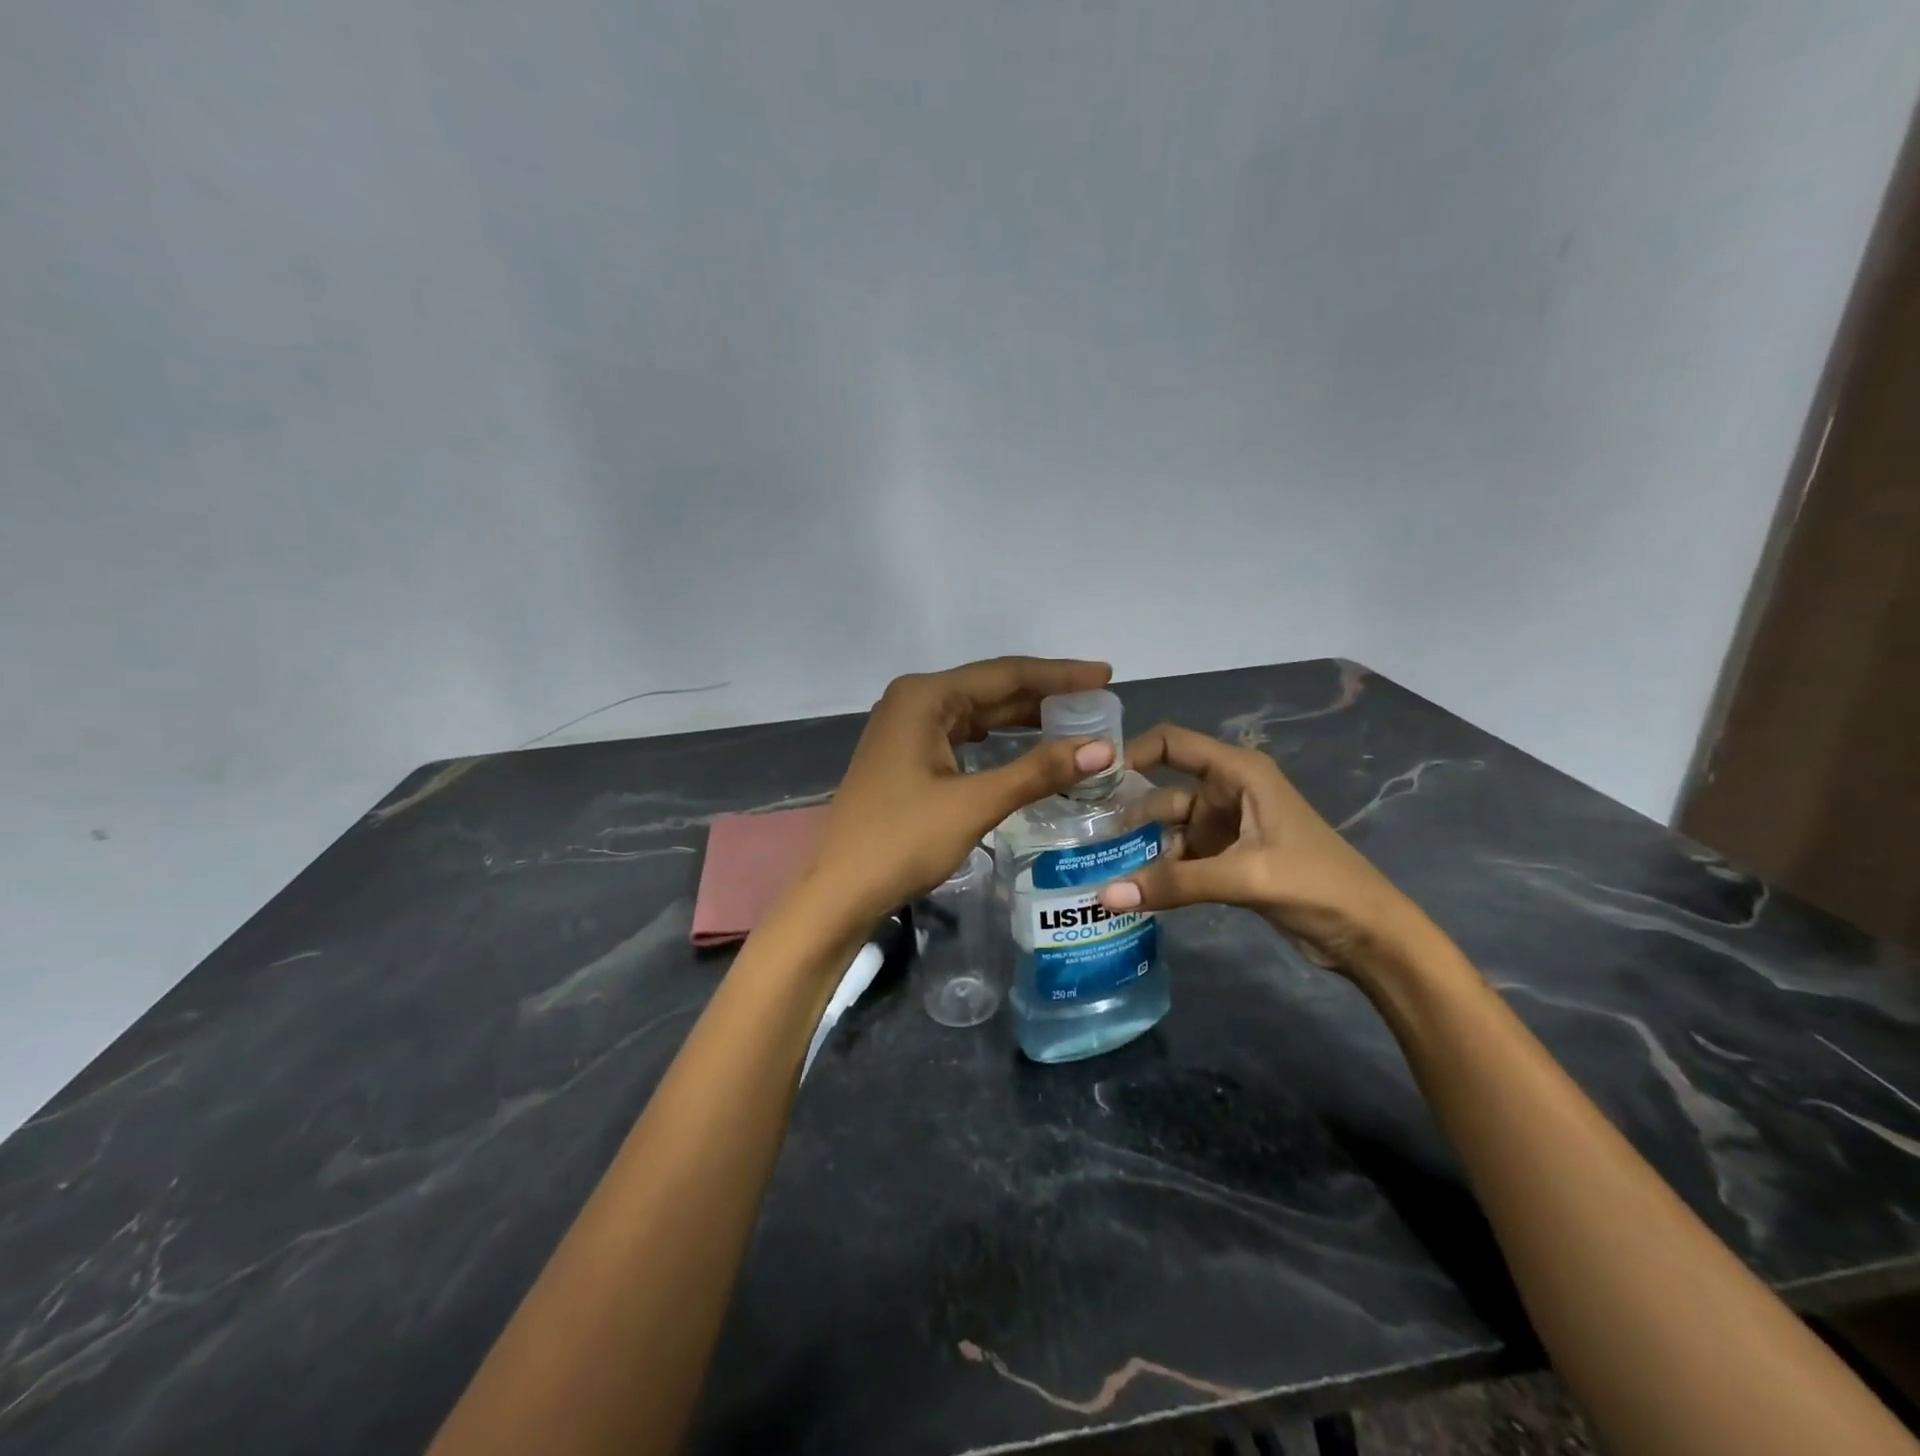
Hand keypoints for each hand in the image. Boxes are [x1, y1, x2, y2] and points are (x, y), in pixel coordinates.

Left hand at [807, 658, 1116, 921]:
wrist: (841, 891)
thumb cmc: (902, 841)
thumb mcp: (975, 803)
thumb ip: (1038, 771)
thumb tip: (1103, 748)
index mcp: (924, 697)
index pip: (1005, 674)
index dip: (1059, 675)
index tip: (1106, 676)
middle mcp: (913, 701)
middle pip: (991, 689)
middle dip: (1045, 696)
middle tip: (1099, 702)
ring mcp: (906, 729)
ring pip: (977, 714)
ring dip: (1023, 718)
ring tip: (1075, 721)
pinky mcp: (907, 756)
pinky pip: (963, 736)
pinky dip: (998, 741)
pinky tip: (1028, 746)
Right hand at [1099, 723, 1425, 973]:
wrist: (1369, 935)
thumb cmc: (1316, 884)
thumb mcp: (1245, 876)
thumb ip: (1174, 883)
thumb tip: (1103, 895)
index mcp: (1238, 773)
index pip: (1171, 744)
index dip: (1129, 753)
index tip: (1088, 779)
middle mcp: (1226, 792)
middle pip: (1161, 791)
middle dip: (1124, 811)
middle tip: (1077, 833)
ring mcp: (1226, 828)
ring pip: (1167, 829)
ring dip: (1137, 847)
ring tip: (1091, 865)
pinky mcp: (1227, 860)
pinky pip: (1180, 858)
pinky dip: (1156, 871)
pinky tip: (1125, 888)